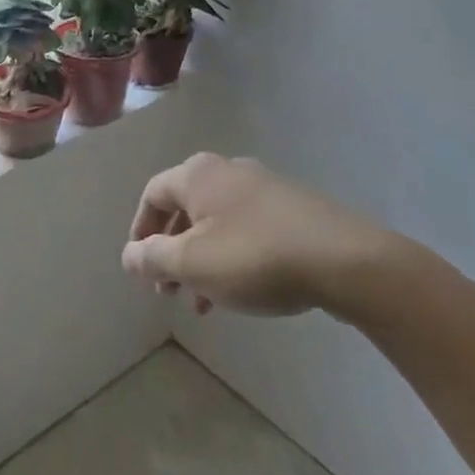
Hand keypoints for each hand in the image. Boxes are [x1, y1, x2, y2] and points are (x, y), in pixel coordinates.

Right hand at [122, 153, 408, 317]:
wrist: (346, 260)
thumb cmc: (256, 257)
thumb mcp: (193, 263)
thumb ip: (153, 257)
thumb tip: (128, 254)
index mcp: (199, 175)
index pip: (153, 194)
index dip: (139, 229)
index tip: (139, 266)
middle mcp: (228, 171)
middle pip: (185, 208)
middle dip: (171, 251)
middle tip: (167, 290)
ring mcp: (265, 188)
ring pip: (217, 223)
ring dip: (202, 260)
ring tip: (203, 302)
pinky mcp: (294, 209)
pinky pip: (248, 230)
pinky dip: (232, 257)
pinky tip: (242, 292)